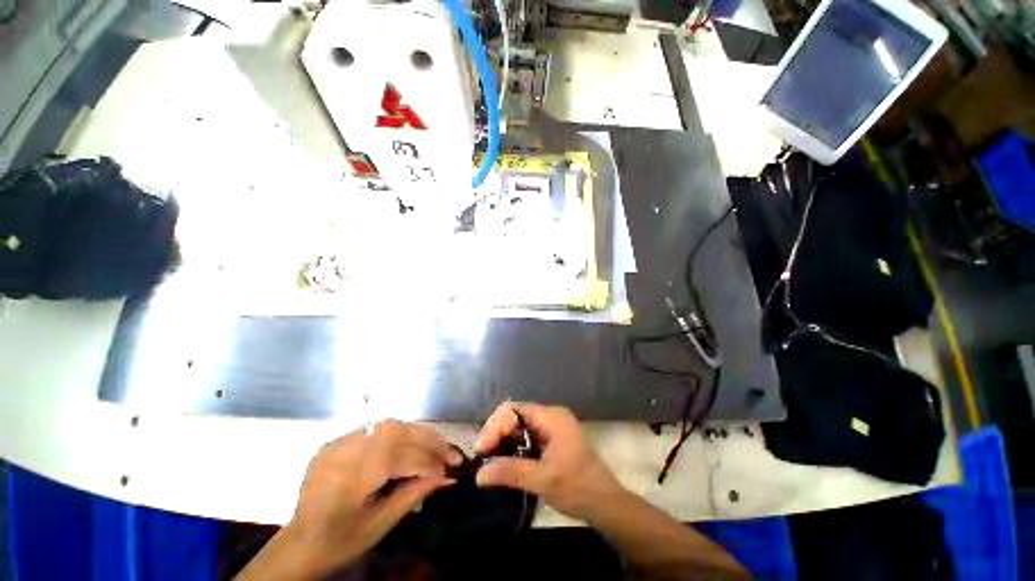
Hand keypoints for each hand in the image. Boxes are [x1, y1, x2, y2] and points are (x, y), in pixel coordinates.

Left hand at [259, 421, 462, 577]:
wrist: (305, 541)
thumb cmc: (345, 539)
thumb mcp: (382, 522)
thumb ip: (412, 494)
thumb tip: (445, 477)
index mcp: (352, 474)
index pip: (399, 455)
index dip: (430, 460)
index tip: (453, 470)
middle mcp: (341, 450)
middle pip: (390, 429)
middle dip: (425, 438)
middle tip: (449, 454)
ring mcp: (333, 444)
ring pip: (378, 425)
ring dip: (410, 433)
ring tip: (433, 449)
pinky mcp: (330, 446)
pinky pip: (365, 433)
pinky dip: (391, 437)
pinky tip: (405, 451)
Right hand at [474, 402, 627, 522]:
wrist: (604, 504)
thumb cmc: (577, 487)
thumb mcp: (541, 480)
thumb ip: (509, 472)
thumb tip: (478, 474)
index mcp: (553, 418)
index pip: (511, 411)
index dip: (493, 429)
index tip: (484, 453)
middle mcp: (552, 420)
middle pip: (512, 420)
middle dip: (495, 438)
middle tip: (483, 461)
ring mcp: (553, 434)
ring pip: (517, 433)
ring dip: (502, 447)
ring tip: (489, 467)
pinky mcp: (552, 448)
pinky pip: (525, 444)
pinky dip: (512, 454)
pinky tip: (503, 470)